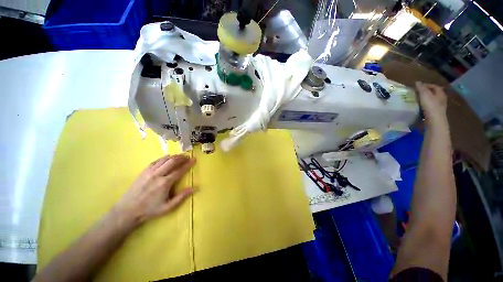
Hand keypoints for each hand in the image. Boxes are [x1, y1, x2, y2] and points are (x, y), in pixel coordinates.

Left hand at [113, 154, 195, 225]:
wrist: (127, 211)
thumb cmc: (149, 210)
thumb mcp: (168, 207)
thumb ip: (182, 197)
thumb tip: (195, 188)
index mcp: (165, 183)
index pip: (180, 170)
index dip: (188, 164)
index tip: (194, 159)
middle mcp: (158, 175)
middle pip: (172, 161)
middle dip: (182, 157)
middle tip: (188, 157)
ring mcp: (149, 172)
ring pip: (164, 159)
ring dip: (174, 156)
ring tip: (180, 156)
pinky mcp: (143, 171)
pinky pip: (156, 161)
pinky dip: (164, 158)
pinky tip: (167, 158)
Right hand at [416, 82, 447, 120]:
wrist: (434, 121)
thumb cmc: (431, 106)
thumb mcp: (425, 95)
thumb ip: (421, 88)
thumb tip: (417, 82)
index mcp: (440, 93)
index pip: (435, 86)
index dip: (427, 85)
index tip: (418, 86)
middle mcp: (442, 99)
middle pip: (434, 94)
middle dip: (427, 93)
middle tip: (418, 93)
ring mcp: (439, 107)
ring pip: (432, 101)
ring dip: (426, 100)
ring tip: (418, 100)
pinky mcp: (435, 114)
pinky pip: (430, 107)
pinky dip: (425, 106)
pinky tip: (420, 108)